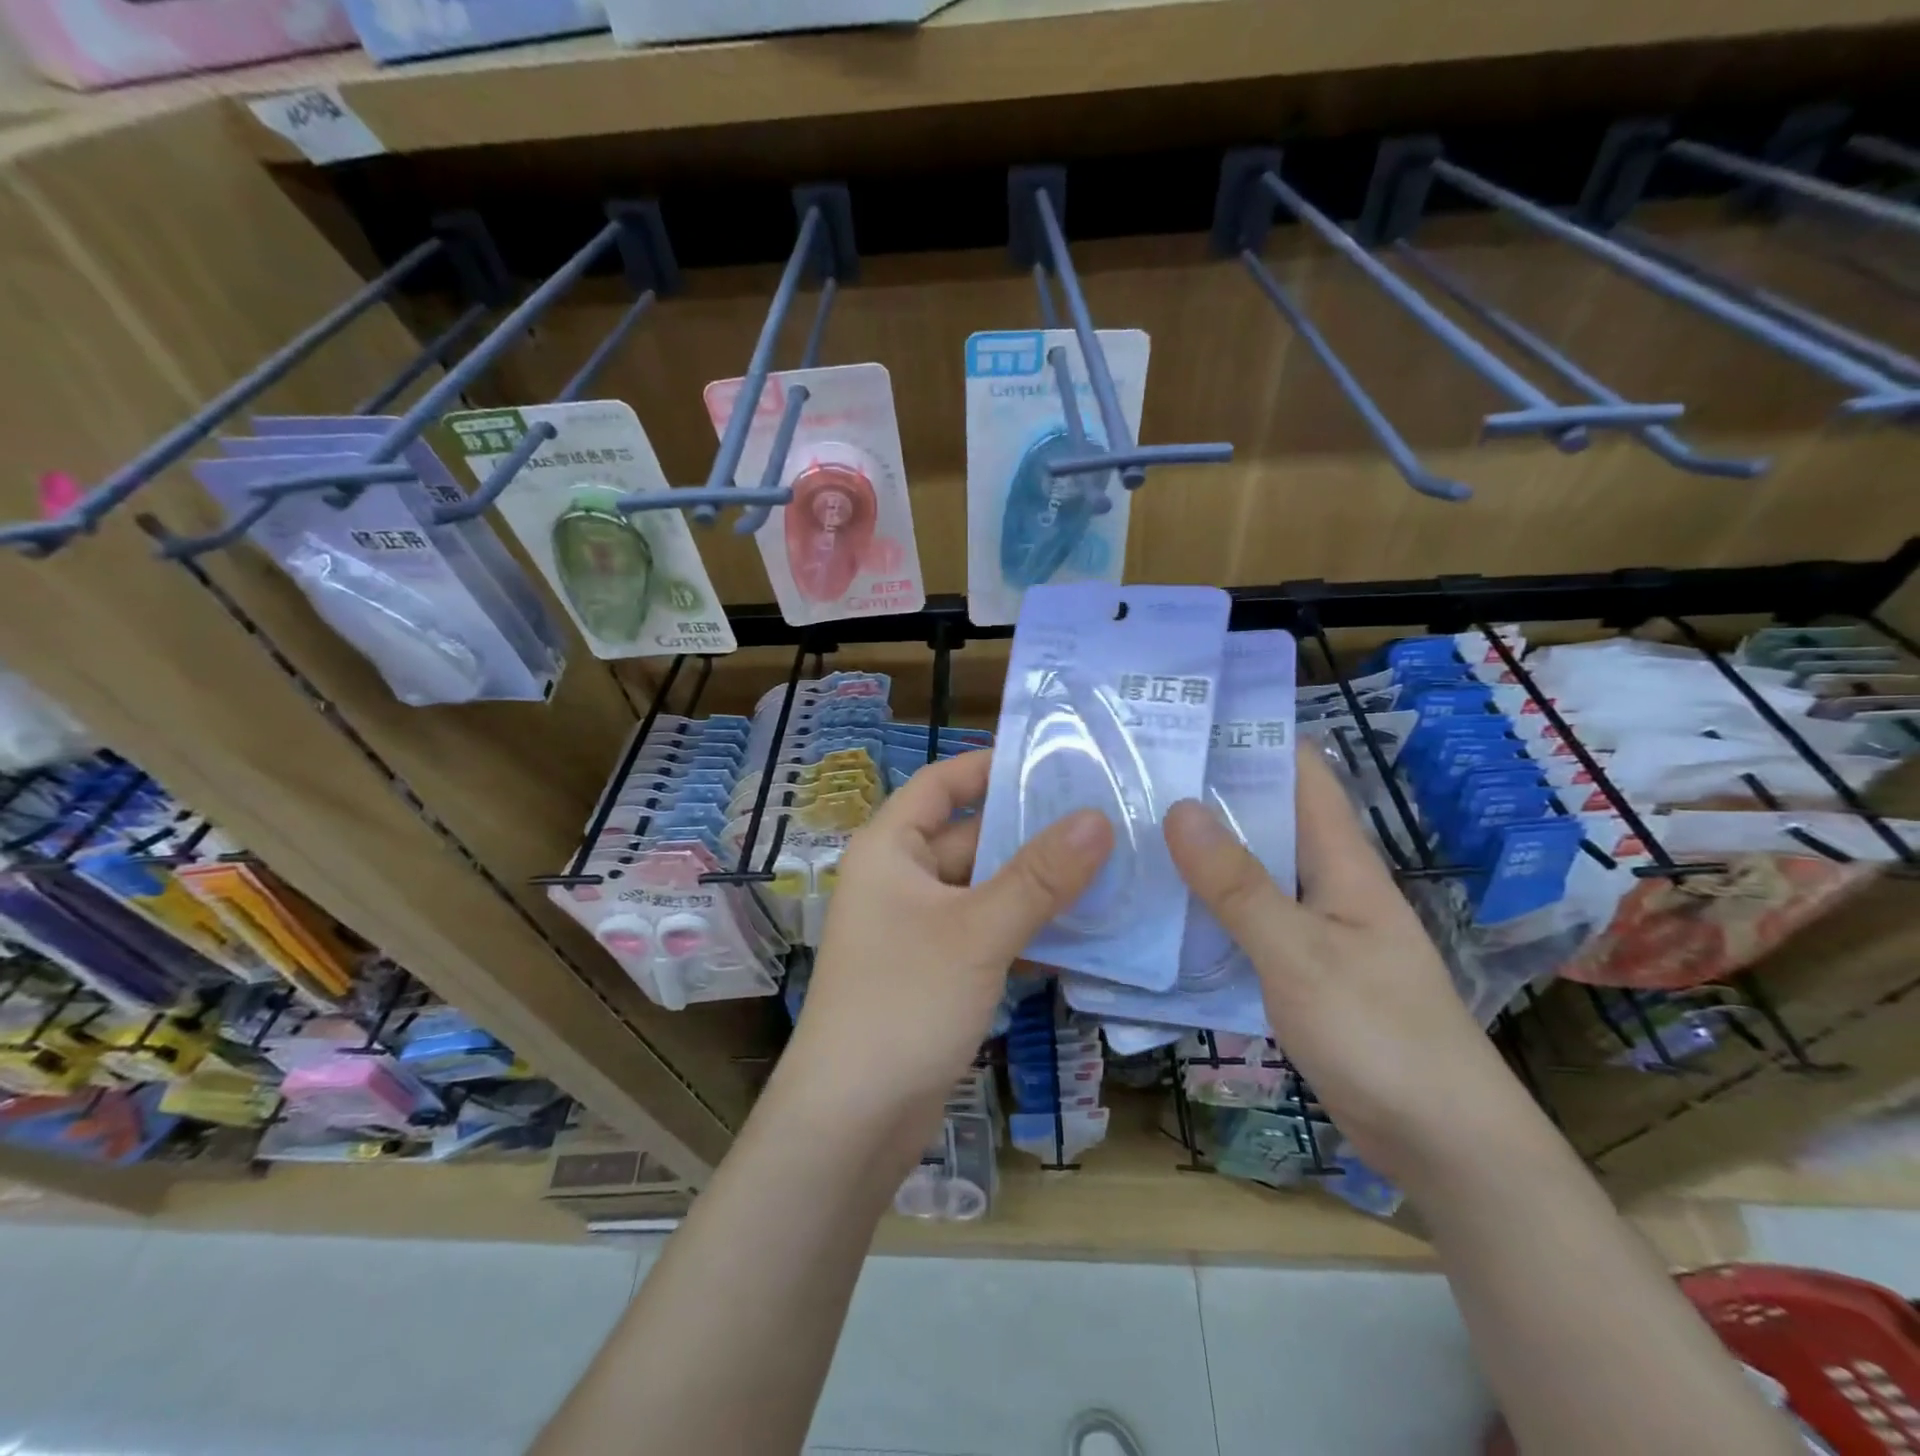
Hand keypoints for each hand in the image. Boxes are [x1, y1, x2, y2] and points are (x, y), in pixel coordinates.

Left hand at [788, 751, 1114, 1123]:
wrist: (852, 1121)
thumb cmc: (904, 1003)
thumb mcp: (977, 932)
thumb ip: (1039, 877)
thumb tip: (1098, 819)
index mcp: (891, 849)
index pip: (941, 783)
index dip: (990, 766)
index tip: (1054, 760)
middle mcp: (900, 879)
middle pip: (971, 836)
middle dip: (1032, 831)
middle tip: (1105, 818)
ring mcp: (919, 928)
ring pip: (986, 889)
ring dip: (1038, 885)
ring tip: (1111, 868)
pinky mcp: (937, 971)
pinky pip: (988, 932)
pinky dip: (1028, 929)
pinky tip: (1084, 933)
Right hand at [1163, 747, 1526, 1180]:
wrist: (1446, 1145)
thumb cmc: (1380, 1034)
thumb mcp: (1299, 953)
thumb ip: (1238, 885)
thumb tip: (1180, 808)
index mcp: (1341, 860)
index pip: (1300, 771)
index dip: (1249, 738)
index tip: (1182, 722)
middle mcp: (1326, 883)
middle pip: (1264, 819)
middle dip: (1206, 795)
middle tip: (1132, 777)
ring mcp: (1312, 929)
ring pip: (1249, 873)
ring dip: (1199, 855)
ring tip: (1129, 833)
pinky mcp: (1298, 971)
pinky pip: (1244, 924)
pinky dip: (1206, 910)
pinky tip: (1158, 912)